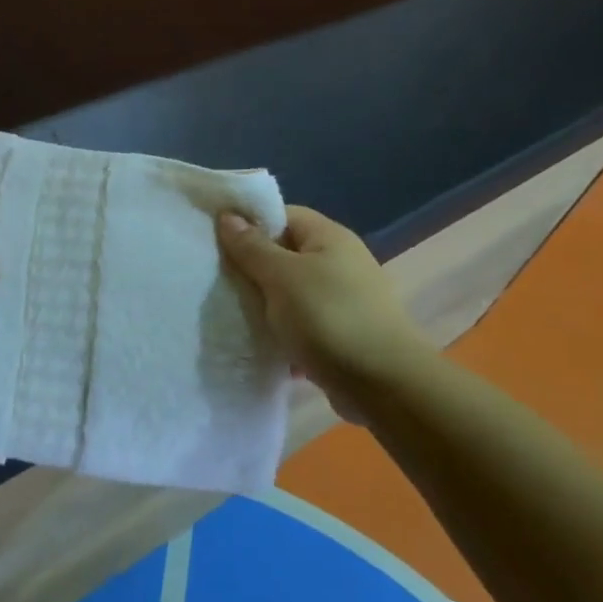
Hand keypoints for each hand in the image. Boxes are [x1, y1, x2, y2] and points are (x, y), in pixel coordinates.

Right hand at [217, 206, 431, 419]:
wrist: (385, 385)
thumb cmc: (329, 318)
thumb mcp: (281, 276)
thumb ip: (251, 247)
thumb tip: (227, 215)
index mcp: (329, 238)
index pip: (282, 216)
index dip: (249, 225)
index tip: (218, 245)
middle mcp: (340, 263)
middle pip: (284, 255)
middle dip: (252, 270)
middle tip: (219, 283)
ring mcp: (344, 300)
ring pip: (290, 294)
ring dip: (266, 307)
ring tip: (234, 317)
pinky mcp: (342, 335)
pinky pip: (302, 326)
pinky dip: (283, 336)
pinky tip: (261, 348)